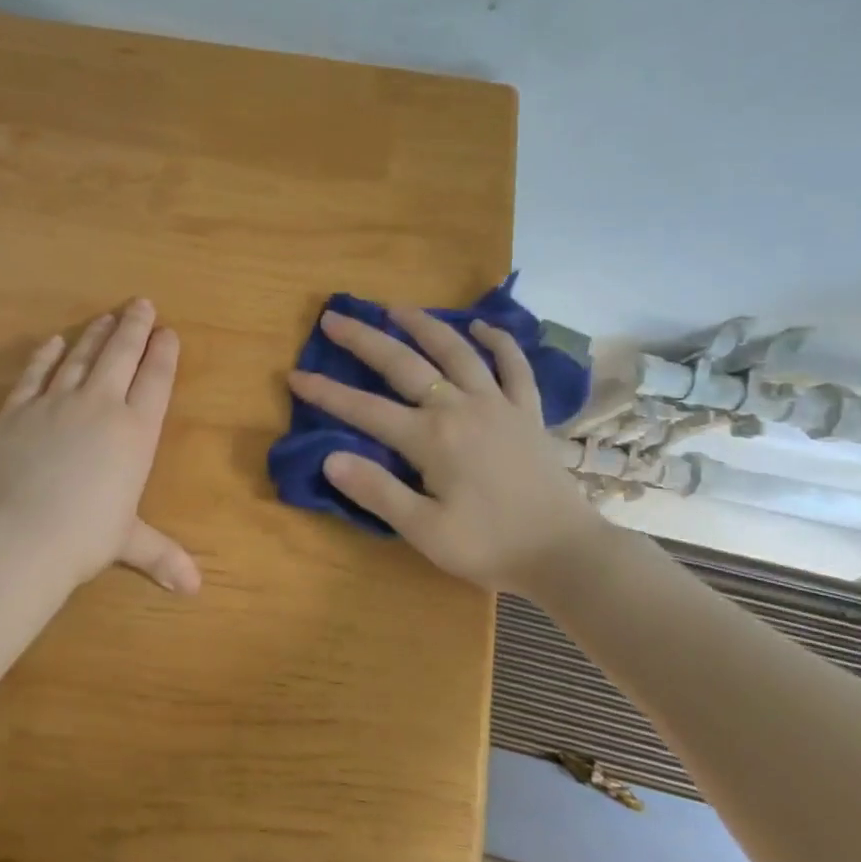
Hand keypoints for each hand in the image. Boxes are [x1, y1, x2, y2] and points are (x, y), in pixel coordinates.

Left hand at [0, 299, 200, 593]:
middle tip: (141, 303)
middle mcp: (100, 406)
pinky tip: (54, 342)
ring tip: (106, 316)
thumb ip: (162, 555)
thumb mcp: (127, 543)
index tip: (168, 332)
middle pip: (121, 354)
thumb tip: (195, 590)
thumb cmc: (84, 538)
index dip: (163, 353)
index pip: (156, 380)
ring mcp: (55, 402)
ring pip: (81, 357)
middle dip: (134, 326)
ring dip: (96, 334)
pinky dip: (46, 355)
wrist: (19, 536)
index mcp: (135, 432)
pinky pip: (36, 374)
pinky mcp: (17, 409)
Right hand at [287, 306, 605, 591]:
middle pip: (404, 364)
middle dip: (364, 340)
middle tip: (334, 317)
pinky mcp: (527, 411)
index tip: (295, 375)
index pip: (364, 410)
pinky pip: (514, 366)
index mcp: (431, 438)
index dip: (326, 393)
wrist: (565, 553)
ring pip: (456, 351)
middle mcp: (460, 408)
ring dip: (424, 325)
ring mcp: (498, 404)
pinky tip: (482, 327)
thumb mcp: (425, 531)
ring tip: (396, 308)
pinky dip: (499, 342)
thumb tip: (330, 457)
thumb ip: (377, 491)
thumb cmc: (489, 546)